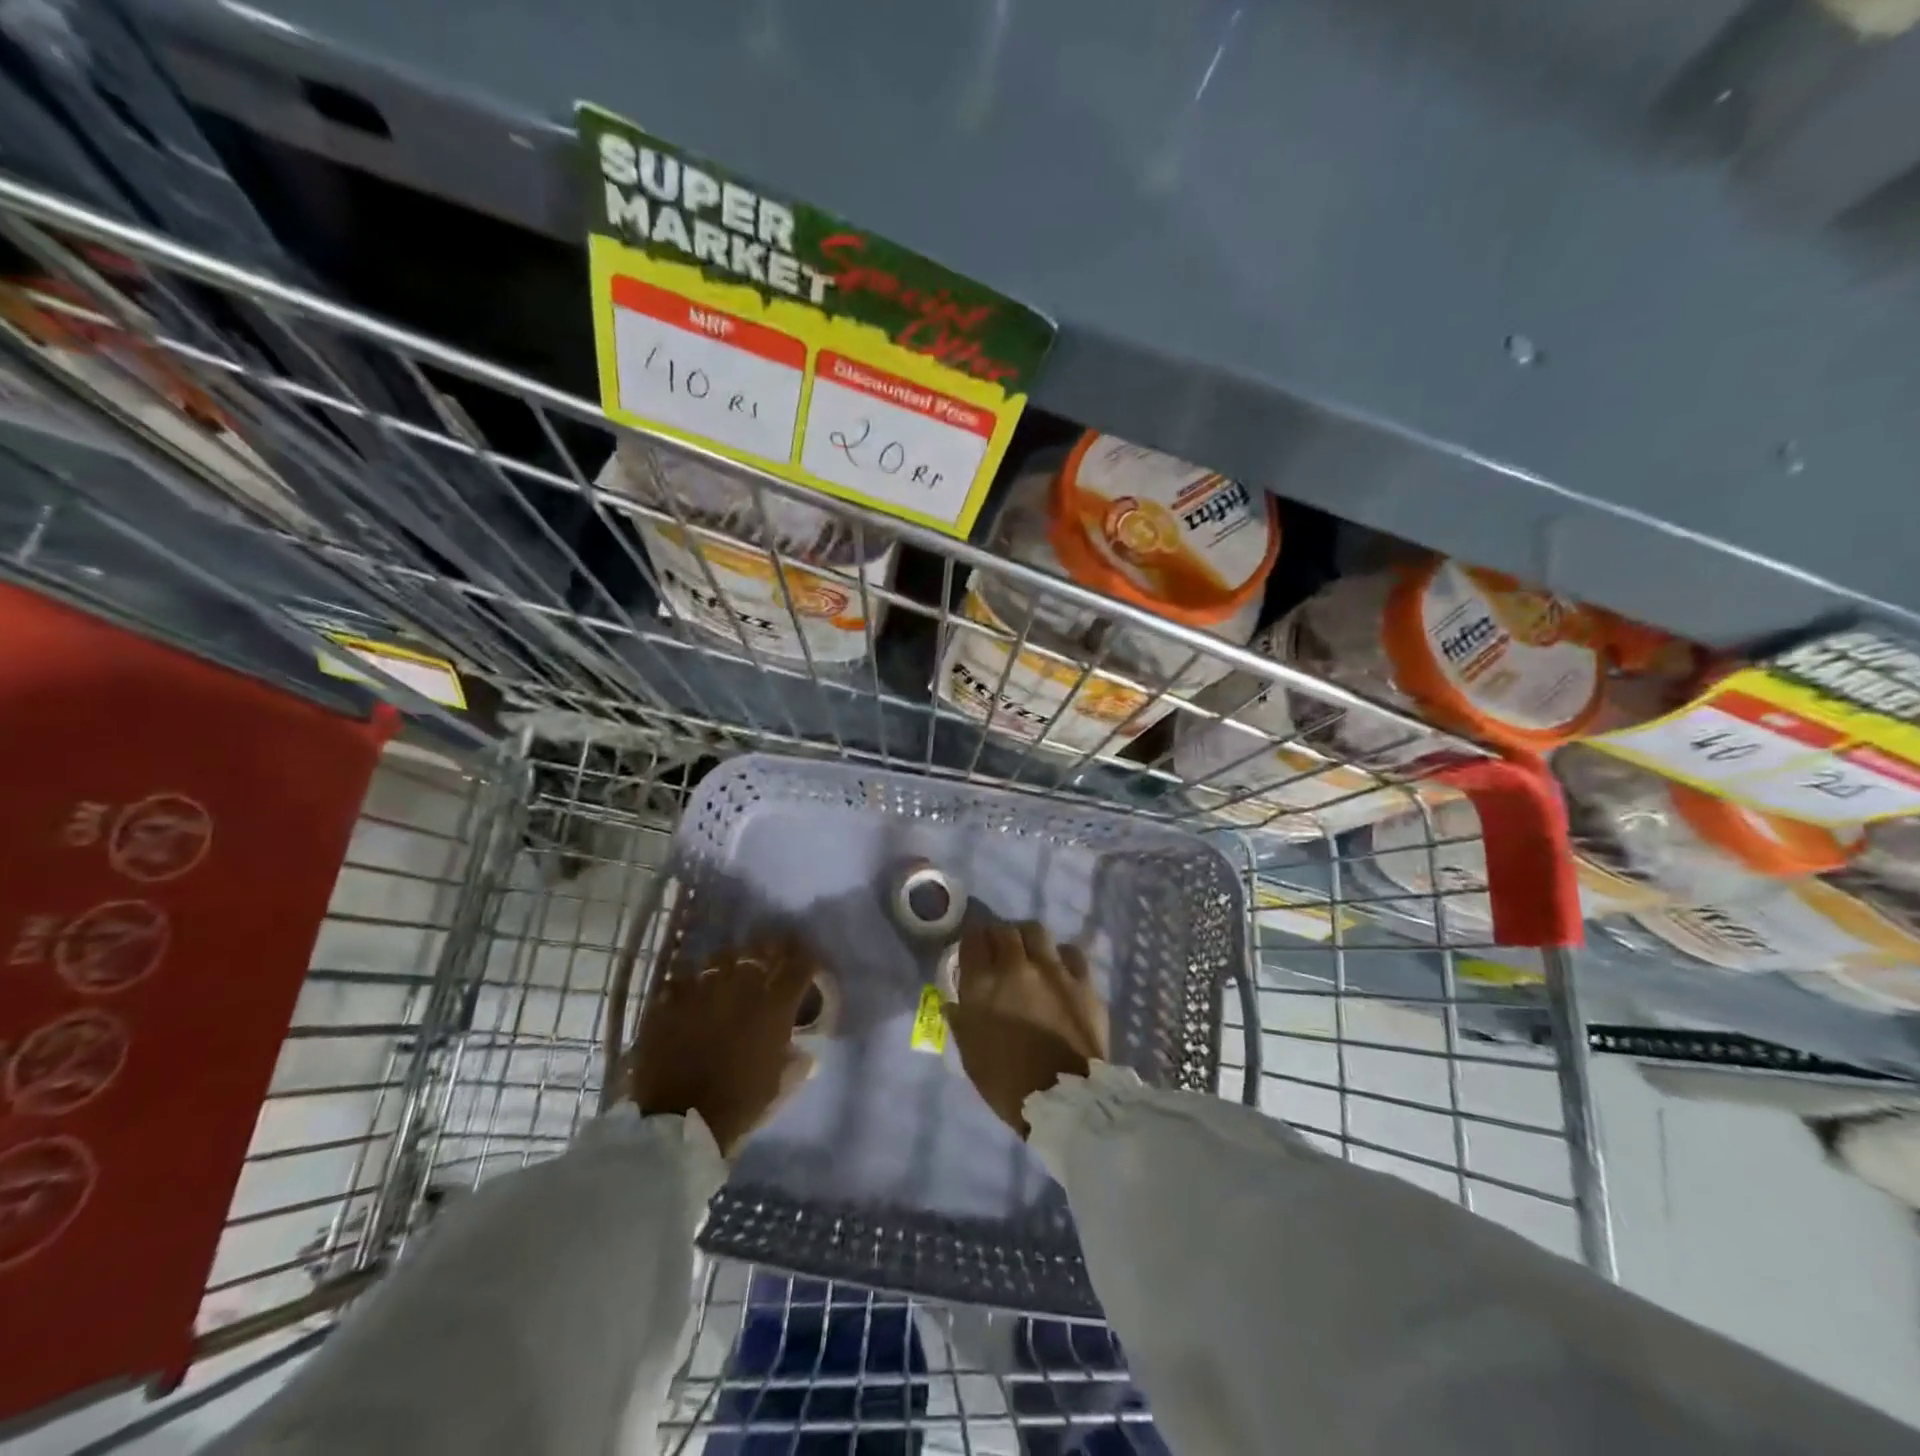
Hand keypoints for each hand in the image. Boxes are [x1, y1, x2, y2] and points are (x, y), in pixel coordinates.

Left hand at [627, 934, 817, 1156]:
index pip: (800, 965)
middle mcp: (741, 986)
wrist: (679, 1122)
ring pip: (721, 956)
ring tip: (730, 969)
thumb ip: (796, 1060)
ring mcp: (703, 988)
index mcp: (774, 1006)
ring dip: (731, 961)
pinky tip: (694, 991)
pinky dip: (693, 981)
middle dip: (771, 950)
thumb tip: (804, 1051)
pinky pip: (685, 977)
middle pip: (761, 950)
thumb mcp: (780, 1084)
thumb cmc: (739, 1105)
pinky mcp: (670, 1000)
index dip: (807, 959)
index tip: (808, 961)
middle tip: (772, 956)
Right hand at [944, 920, 1107, 1137]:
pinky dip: (1060, 956)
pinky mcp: (1083, 981)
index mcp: (983, 983)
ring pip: (1037, 931)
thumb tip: (957, 998)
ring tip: (1029, 955)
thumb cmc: (1007, 1082)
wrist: (1064, 1101)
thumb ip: (961, 1016)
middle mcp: (1017, 966)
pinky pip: (1070, 952)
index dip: (972, 942)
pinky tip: (1059, 970)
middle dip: (998, 938)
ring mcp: (1054, 970)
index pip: (973, 938)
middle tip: (999, 953)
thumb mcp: (969, 1051)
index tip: (973, 952)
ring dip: (1028, 939)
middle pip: (1005, 930)